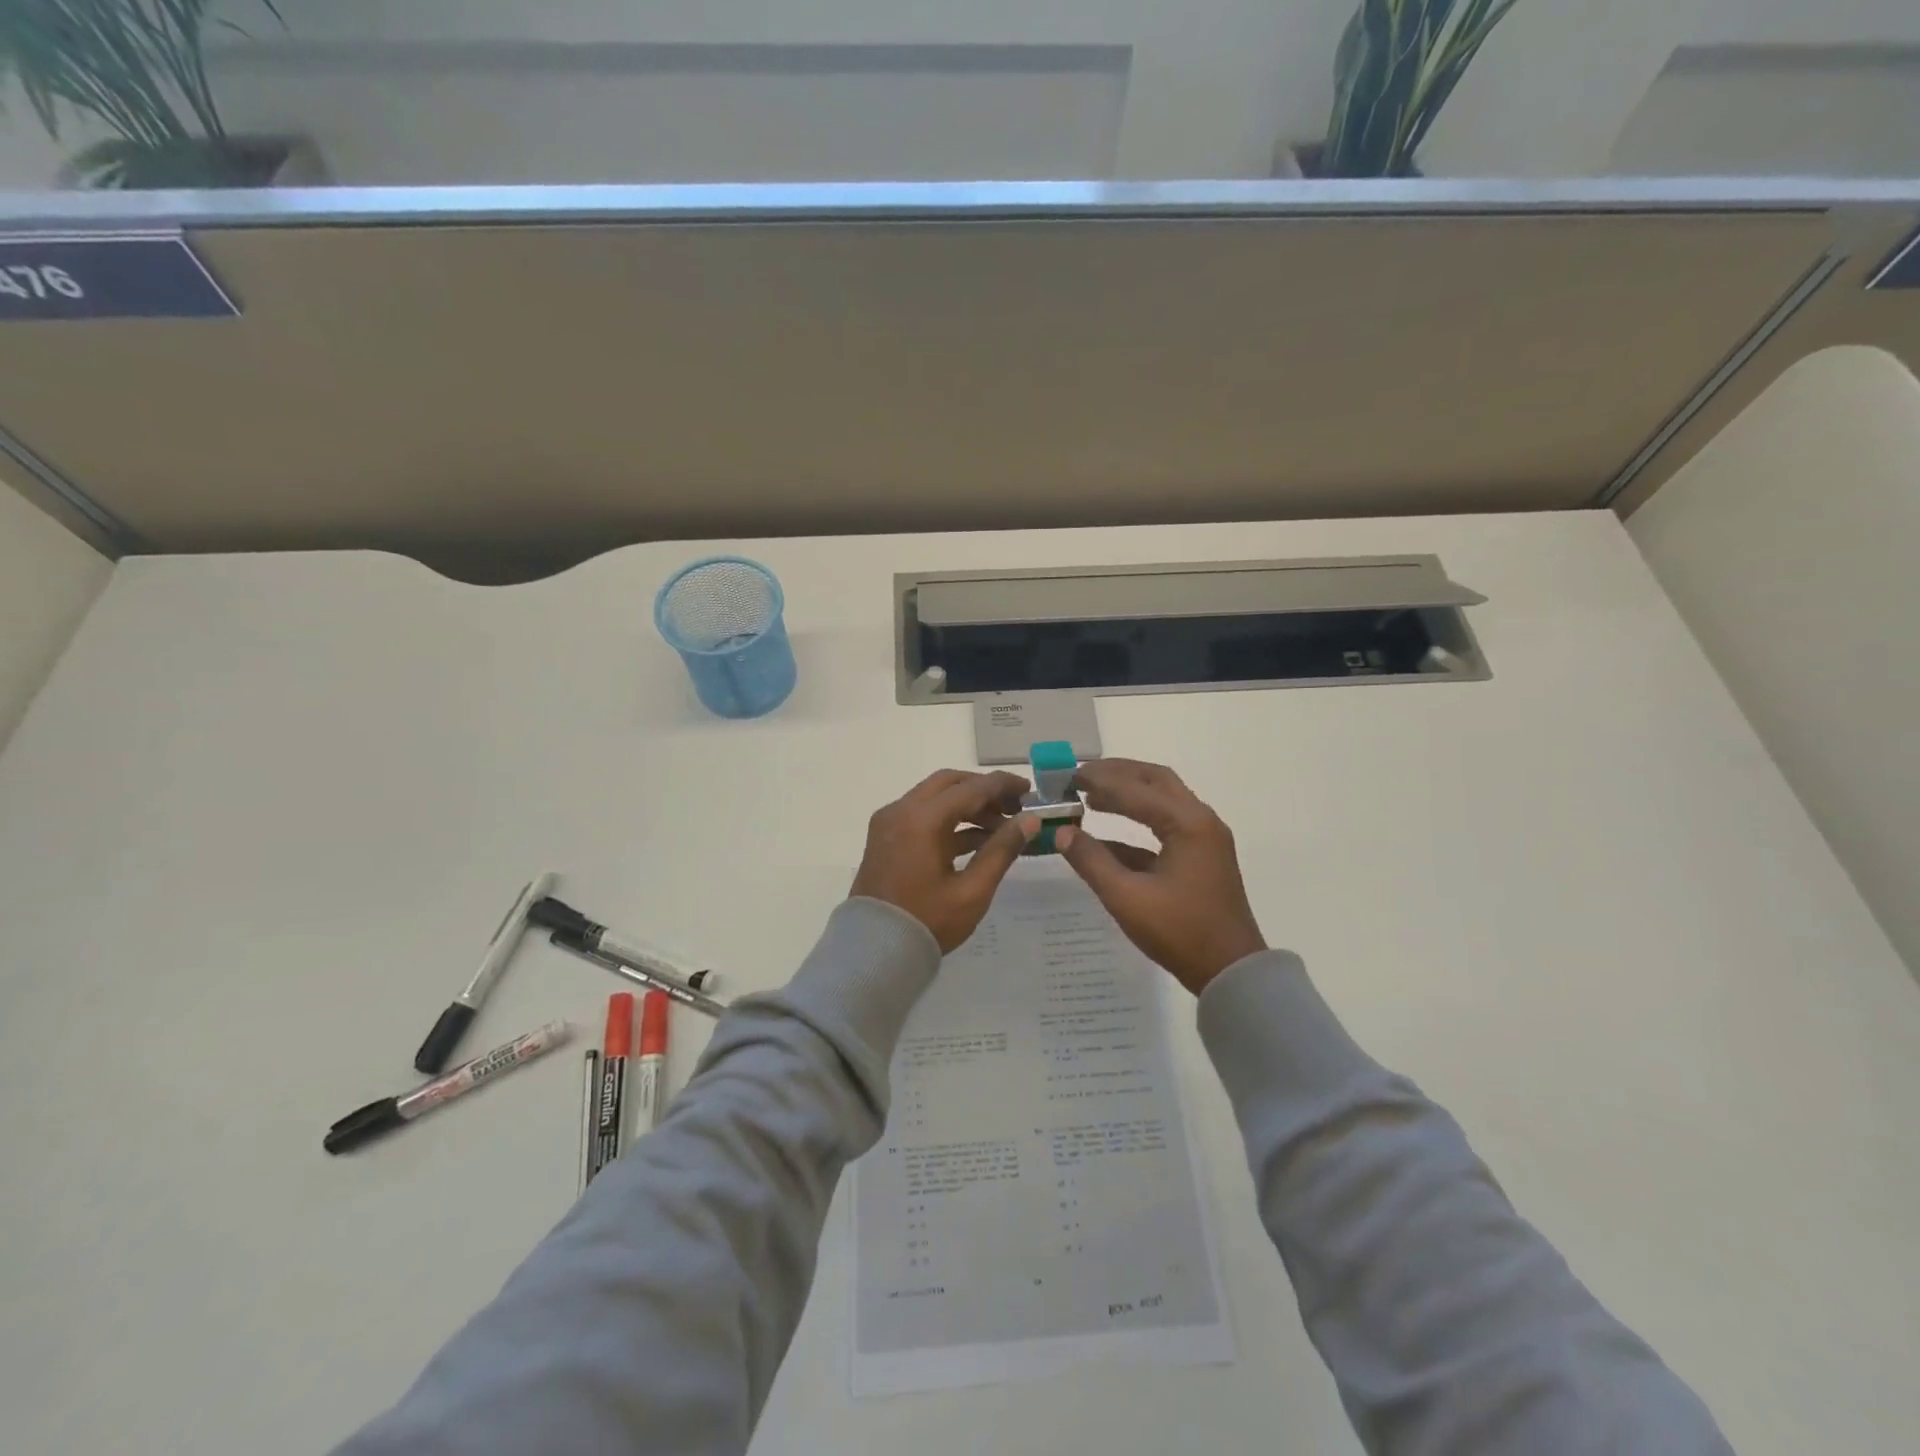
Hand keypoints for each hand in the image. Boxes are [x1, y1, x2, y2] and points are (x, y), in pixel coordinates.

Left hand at [851, 770, 1039, 951]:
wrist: (873, 952)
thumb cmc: (927, 923)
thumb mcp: (972, 891)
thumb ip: (1001, 850)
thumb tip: (1030, 821)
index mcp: (921, 819)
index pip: (970, 788)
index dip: (1003, 785)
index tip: (1030, 791)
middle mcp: (901, 810)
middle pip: (949, 784)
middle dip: (984, 791)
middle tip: (1015, 807)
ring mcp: (889, 823)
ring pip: (935, 798)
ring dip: (968, 806)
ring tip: (1002, 827)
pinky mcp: (886, 837)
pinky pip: (922, 816)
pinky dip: (949, 821)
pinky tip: (977, 840)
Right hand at [1056, 759, 1265, 994]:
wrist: (1230, 971)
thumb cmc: (1180, 932)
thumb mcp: (1127, 898)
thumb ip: (1092, 861)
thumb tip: (1062, 832)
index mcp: (1188, 823)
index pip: (1135, 789)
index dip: (1099, 781)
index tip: (1067, 776)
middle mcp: (1200, 821)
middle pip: (1155, 781)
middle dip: (1118, 774)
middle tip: (1081, 776)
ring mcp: (1204, 839)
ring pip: (1162, 801)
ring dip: (1128, 794)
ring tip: (1090, 796)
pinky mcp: (1200, 857)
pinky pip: (1165, 827)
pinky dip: (1136, 824)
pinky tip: (1105, 836)